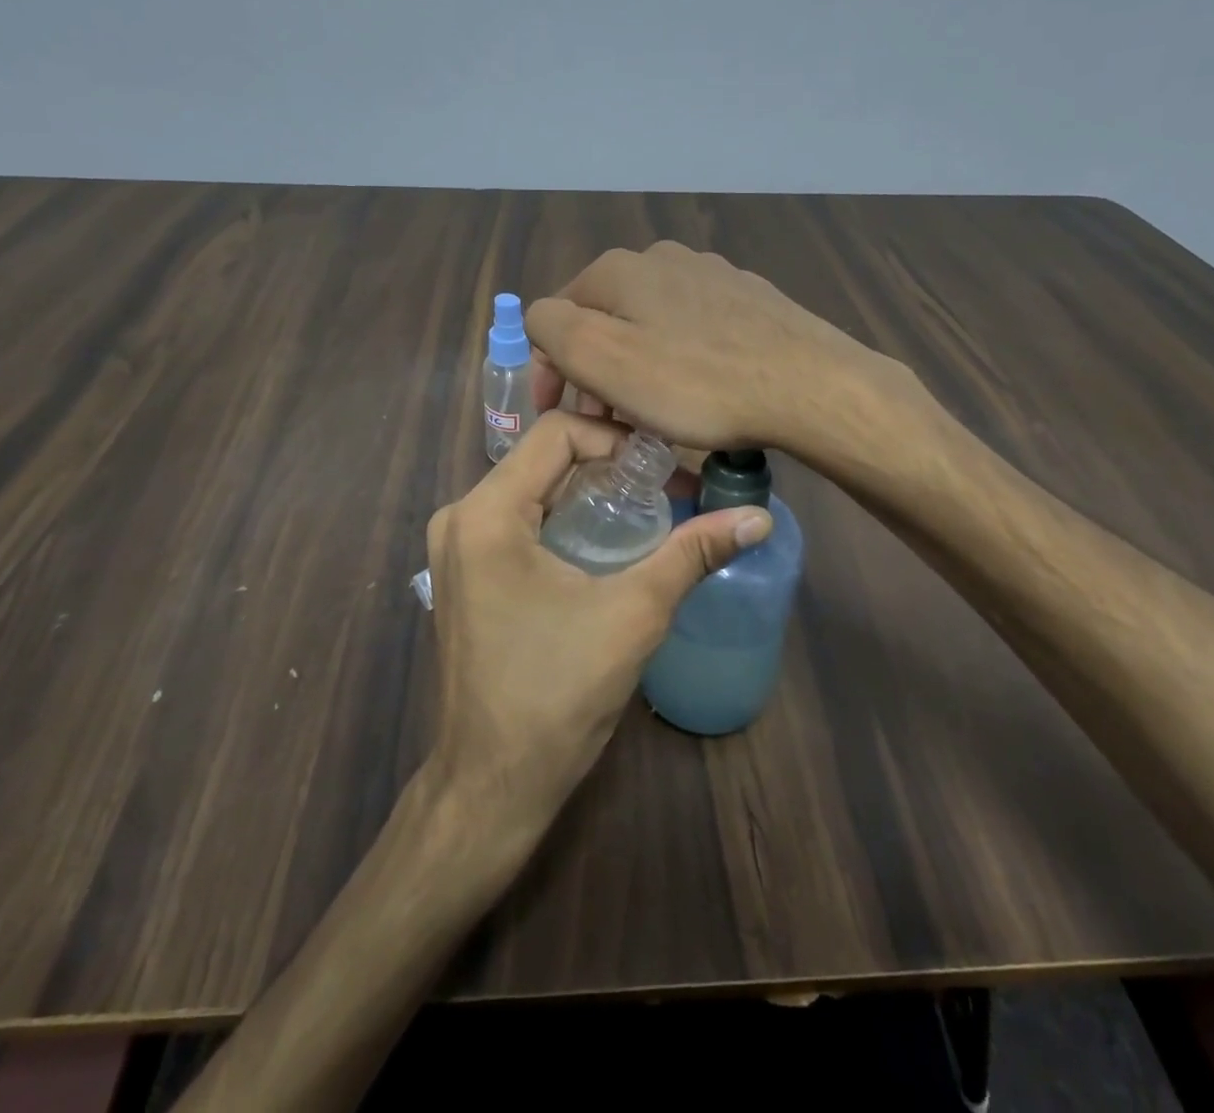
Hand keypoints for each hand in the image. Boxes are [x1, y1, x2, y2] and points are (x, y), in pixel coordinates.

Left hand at [422, 410, 770, 834]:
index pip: (556, 432)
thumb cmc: (557, 694)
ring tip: (647, 510)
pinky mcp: (464, 573)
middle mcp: (461, 516)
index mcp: (486, 512)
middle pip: (543, 459)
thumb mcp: (632, 614)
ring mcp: (456, 547)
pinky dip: (564, 518)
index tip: (666, 466)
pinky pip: (518, 520)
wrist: (493, 782)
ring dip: (589, 492)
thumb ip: (692, 554)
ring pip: (532, 489)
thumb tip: (757, 518)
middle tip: (667, 486)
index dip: (617, 438)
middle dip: (608, 465)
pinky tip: (607, 541)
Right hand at [526, 241, 885, 453]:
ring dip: (636, 369)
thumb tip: (545, 320)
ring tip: (652, 416)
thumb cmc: (696, 382)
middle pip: (605, 320)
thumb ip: (553, 328)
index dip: (550, 370)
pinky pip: (692, 331)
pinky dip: (679, 362)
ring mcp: (711, 275)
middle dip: (595, 372)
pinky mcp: (749, 299)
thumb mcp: (602, 357)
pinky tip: (700, 392)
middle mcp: (662, 259)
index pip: (555, 316)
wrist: (810, 385)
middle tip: (607, 424)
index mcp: (619, 269)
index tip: (562, 416)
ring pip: (649, 326)